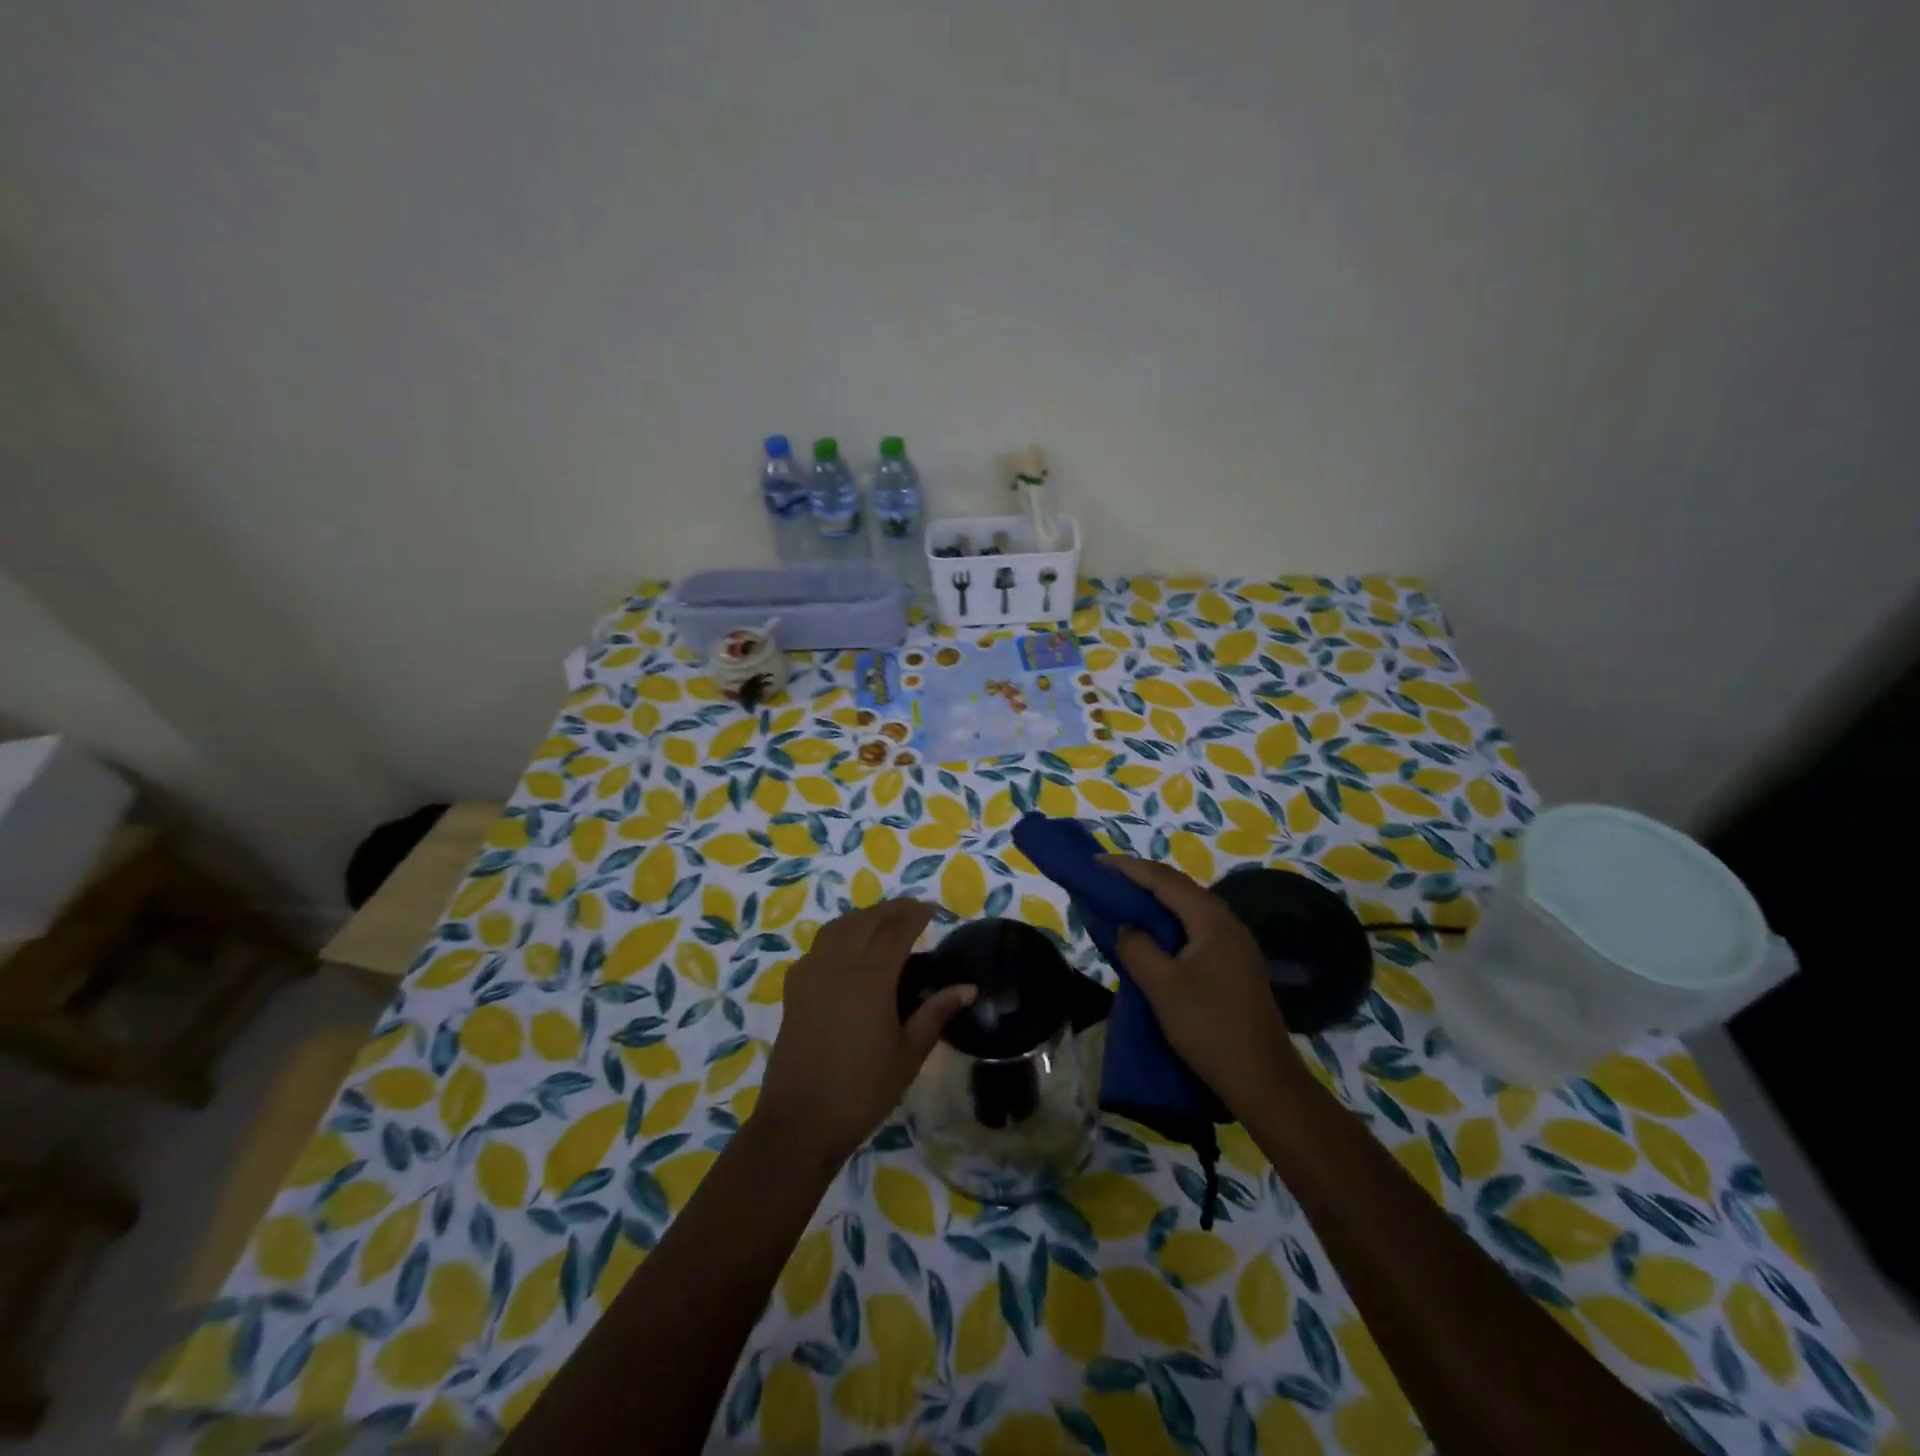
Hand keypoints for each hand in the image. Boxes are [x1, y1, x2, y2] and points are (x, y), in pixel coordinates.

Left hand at [757, 899, 974, 1171]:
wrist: (800, 1122)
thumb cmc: (862, 1091)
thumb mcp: (909, 1055)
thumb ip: (936, 1014)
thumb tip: (968, 987)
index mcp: (871, 977)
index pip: (897, 930)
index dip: (915, 914)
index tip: (932, 908)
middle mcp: (839, 964)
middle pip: (867, 921)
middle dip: (891, 910)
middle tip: (913, 909)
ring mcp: (812, 974)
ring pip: (839, 927)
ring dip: (863, 917)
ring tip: (882, 922)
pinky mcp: (794, 989)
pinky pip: (818, 946)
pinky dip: (838, 935)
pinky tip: (846, 950)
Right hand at [1102, 856, 1304, 1118]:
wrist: (1264, 1082)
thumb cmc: (1210, 1029)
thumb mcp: (1162, 987)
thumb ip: (1137, 947)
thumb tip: (1125, 926)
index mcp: (1212, 920)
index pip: (1164, 880)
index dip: (1128, 868)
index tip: (1095, 862)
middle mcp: (1227, 923)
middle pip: (1178, 889)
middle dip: (1140, 880)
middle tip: (1104, 878)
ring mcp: (1234, 944)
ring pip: (1186, 909)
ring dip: (1153, 902)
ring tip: (1120, 900)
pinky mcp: (1233, 965)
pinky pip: (1193, 929)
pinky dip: (1166, 923)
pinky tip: (1150, 935)